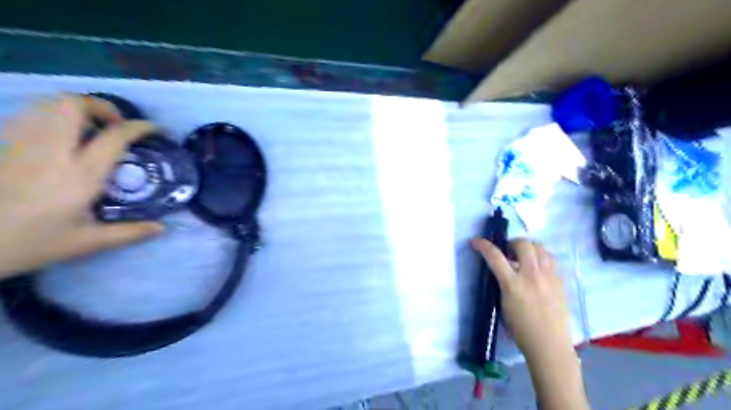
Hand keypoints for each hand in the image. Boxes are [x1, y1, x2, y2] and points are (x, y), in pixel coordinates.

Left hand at [0, 92, 163, 278]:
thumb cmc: (30, 244)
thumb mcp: (87, 243)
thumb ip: (130, 233)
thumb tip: (163, 228)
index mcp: (80, 175)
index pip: (114, 137)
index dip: (139, 127)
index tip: (155, 129)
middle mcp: (52, 152)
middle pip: (74, 105)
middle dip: (101, 107)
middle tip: (115, 125)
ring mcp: (21, 145)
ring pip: (47, 103)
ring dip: (75, 108)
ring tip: (90, 127)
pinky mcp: (2, 146)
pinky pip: (28, 114)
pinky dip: (50, 114)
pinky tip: (59, 135)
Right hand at [472, 238, 573, 360]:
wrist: (549, 345)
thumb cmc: (520, 329)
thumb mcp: (503, 304)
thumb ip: (502, 283)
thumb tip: (502, 269)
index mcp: (513, 285)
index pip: (495, 257)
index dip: (483, 246)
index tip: (475, 241)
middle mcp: (532, 276)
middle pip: (522, 244)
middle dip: (511, 243)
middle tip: (507, 251)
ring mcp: (549, 277)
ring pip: (540, 247)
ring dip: (528, 247)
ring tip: (523, 257)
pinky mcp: (560, 281)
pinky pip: (550, 259)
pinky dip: (540, 257)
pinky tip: (537, 268)